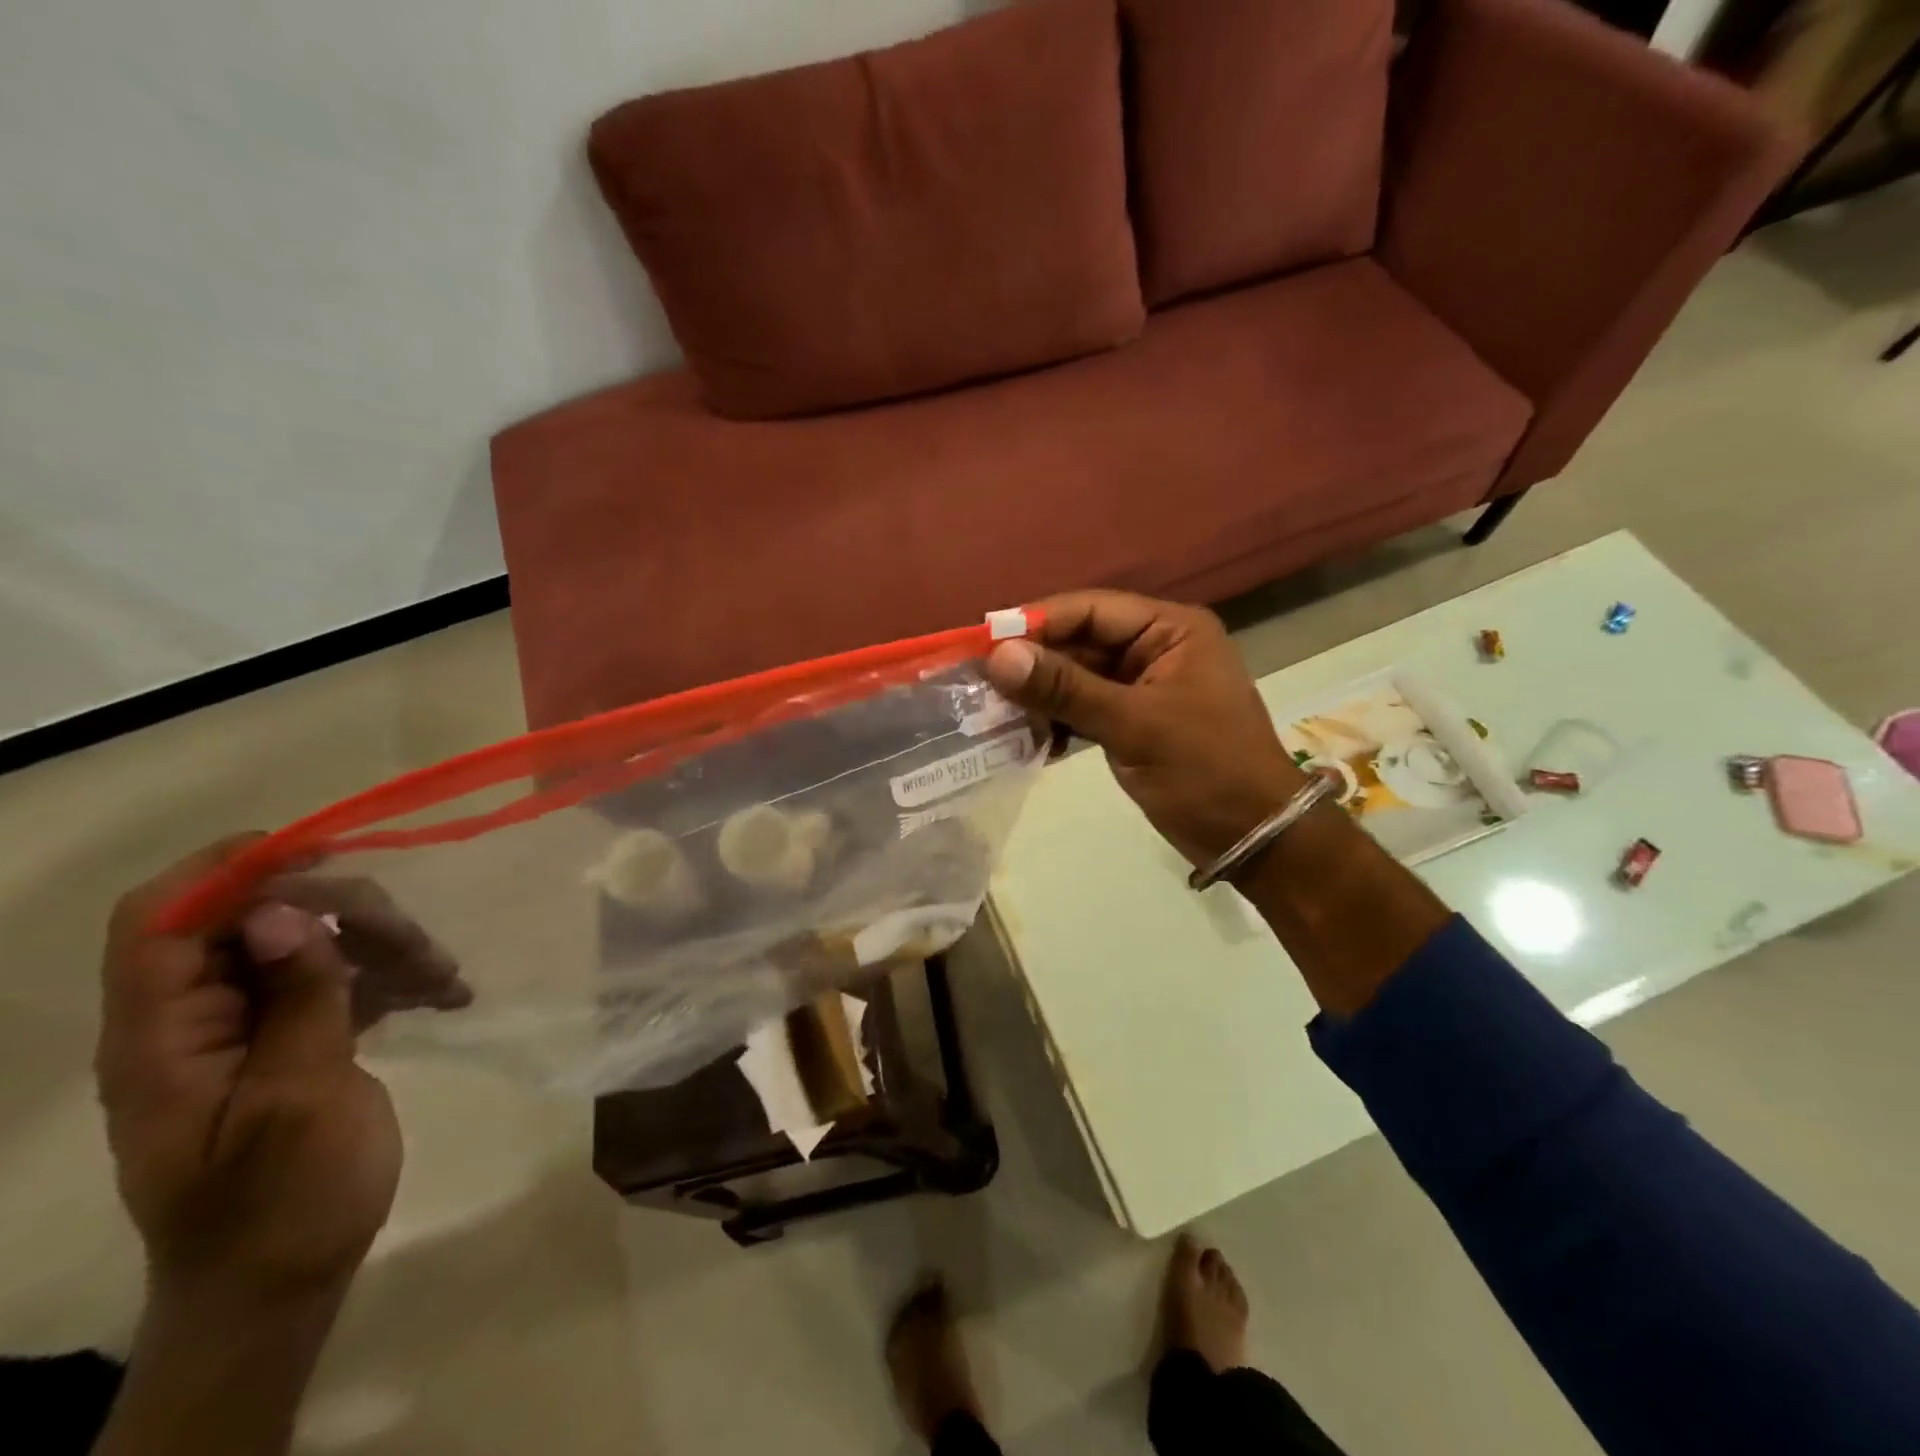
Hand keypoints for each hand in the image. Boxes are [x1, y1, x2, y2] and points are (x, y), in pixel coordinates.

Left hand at [95, 840, 438, 1303]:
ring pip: (310, 945)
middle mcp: (194, 1021)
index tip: (323, 851)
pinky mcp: (292, 1041)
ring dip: (381, 945)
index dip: (228, 869)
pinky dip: (389, 976)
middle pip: (258, 922)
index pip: (163, 921)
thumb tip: (289, 910)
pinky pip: (337, 980)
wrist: (280, 1287)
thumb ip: (297, 1001)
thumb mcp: (299, 1099)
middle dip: (345, 916)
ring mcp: (246, 1031)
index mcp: (164, 1037)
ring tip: (445, 976)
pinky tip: (444, 992)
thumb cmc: (282, 1203)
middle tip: (418, 944)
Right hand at [986, 592, 1307, 866]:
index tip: (983, 643)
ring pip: (1078, 678)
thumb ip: (1066, 688)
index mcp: (1170, 630)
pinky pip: (1085, 708)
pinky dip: (1057, 720)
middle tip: (978, 683)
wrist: (1253, 836)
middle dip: (1034, 664)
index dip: (1036, 623)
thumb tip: (999, 657)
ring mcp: (1144, 687)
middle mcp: (1155, 648)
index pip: (1091, 610)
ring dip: (1040, 695)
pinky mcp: (1133, 721)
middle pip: (1080, 642)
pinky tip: (1025, 737)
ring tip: (992, 711)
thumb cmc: (1205, 769)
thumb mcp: (1134, 724)